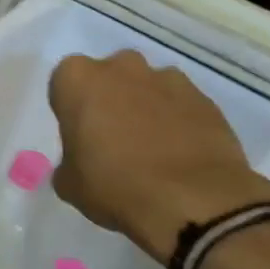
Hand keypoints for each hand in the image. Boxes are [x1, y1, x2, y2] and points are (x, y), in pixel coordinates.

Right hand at [48, 50, 269, 263]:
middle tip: (110, 137)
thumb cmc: (114, 186)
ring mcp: (168, 79)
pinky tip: (177, 154)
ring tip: (149, 148)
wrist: (191, 201)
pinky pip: (180, 104)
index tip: (77, 134)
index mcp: (79, 80)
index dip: (70, 108)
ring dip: (144, 106)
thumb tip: (80, 163)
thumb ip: (69, 162)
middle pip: (109, 75)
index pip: (64, 82)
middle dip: (108, 98)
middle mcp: (122, 68)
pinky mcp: (205, 98)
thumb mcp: (69, 184)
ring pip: (147, 86)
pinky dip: (176, 121)